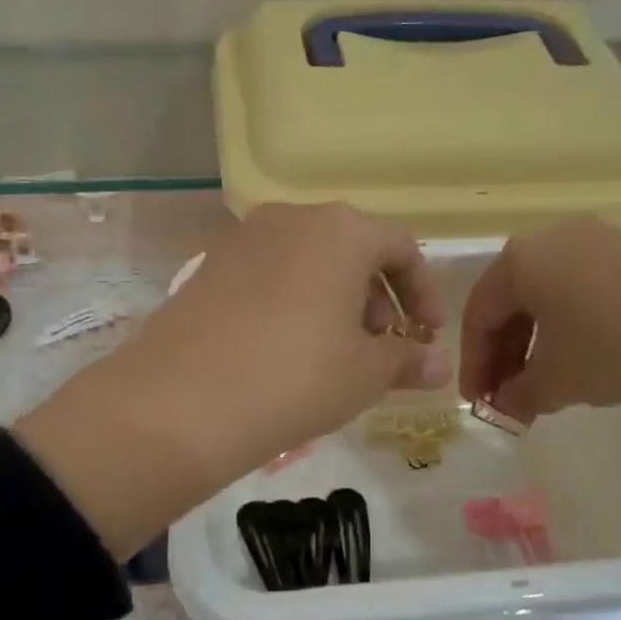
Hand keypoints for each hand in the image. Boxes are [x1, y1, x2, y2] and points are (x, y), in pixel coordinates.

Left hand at [128, 202, 450, 460]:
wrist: (182, 401)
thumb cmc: (297, 376)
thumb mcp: (365, 374)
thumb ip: (407, 361)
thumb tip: (438, 366)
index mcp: (341, 230)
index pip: (401, 248)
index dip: (423, 291)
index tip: (427, 333)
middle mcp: (291, 218)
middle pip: (351, 250)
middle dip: (377, 297)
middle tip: (381, 346)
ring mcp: (242, 240)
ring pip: (308, 262)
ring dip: (334, 301)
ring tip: (335, 353)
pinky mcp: (208, 267)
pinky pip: (269, 276)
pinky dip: (292, 303)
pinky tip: (286, 351)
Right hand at [459, 219, 620, 420]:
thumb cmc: (620, 346)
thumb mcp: (559, 381)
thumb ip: (518, 395)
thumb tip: (504, 404)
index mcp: (521, 260)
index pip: (478, 315)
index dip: (473, 364)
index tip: (477, 403)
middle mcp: (554, 238)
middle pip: (513, 301)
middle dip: (506, 354)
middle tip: (509, 397)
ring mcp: (601, 237)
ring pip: (552, 294)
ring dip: (541, 342)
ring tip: (549, 383)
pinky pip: (588, 288)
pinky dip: (576, 325)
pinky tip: (593, 357)